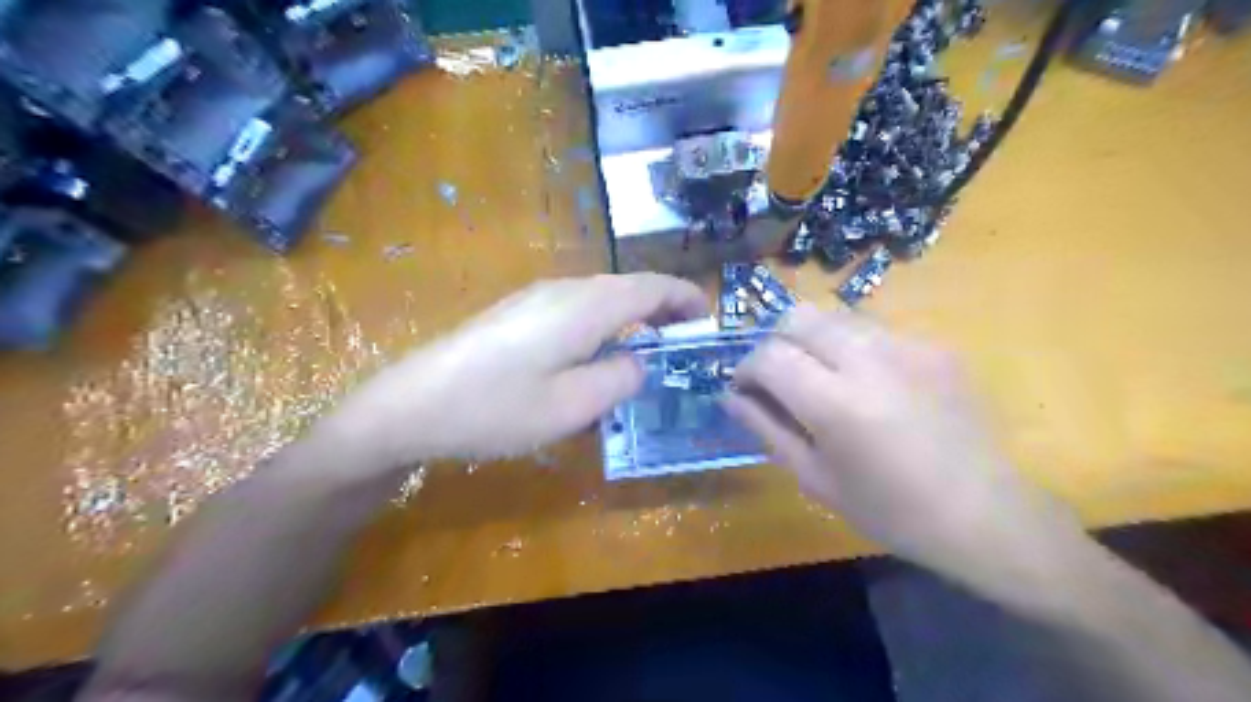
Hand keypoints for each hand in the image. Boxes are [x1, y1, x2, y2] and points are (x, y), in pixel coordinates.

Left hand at [312, 273, 707, 469]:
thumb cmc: (496, 408)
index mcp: (585, 307)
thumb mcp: (572, 406)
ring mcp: (534, 297)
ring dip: (630, 312)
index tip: (705, 314)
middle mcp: (564, 290)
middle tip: (683, 333)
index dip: (682, 296)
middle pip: (625, 286)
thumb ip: (619, 379)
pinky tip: (596, 349)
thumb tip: (637, 361)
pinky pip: (575, 306)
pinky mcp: (516, 312)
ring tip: (648, 341)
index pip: (649, 287)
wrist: (412, 404)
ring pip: (600, 295)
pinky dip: (602, 320)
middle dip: (660, 304)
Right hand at [726, 304, 1075, 584]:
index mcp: (836, 403)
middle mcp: (869, 360)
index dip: (745, 368)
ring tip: (824, 379)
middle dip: (776, 342)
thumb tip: (729, 396)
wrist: (984, 513)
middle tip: (780, 378)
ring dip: (814, 340)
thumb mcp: (815, 478)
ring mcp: (908, 346)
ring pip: (835, 316)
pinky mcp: (933, 345)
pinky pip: (874, 330)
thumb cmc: (889, 509)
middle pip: (798, 316)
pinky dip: (853, 348)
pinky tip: (871, 385)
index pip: (768, 355)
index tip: (745, 389)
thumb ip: (766, 429)